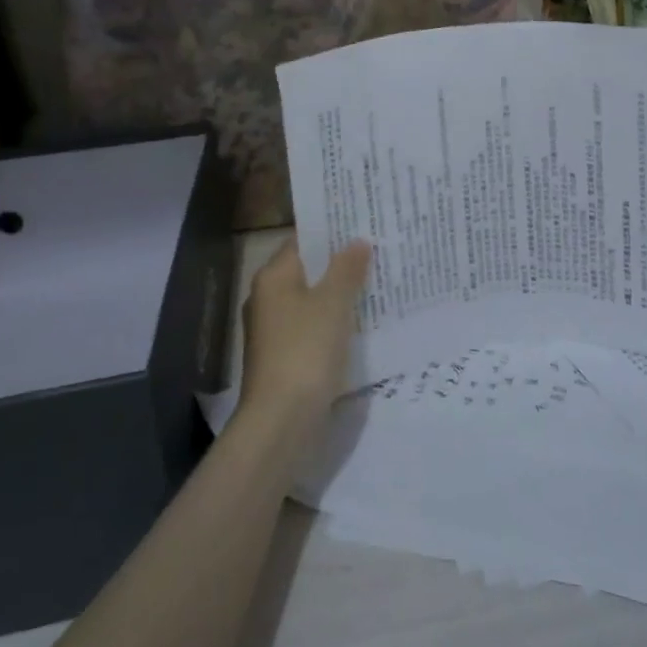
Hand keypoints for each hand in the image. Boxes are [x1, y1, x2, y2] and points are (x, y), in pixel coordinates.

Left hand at [237, 238, 371, 434]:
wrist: (281, 421)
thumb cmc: (305, 350)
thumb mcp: (333, 303)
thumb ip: (346, 269)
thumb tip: (356, 242)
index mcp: (273, 277)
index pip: (303, 241)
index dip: (332, 232)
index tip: (363, 225)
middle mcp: (268, 299)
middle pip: (308, 271)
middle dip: (341, 264)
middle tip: (378, 252)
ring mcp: (274, 331)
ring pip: (313, 301)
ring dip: (340, 295)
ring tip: (378, 284)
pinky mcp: (285, 358)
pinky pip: (313, 328)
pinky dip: (334, 323)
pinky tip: (362, 323)